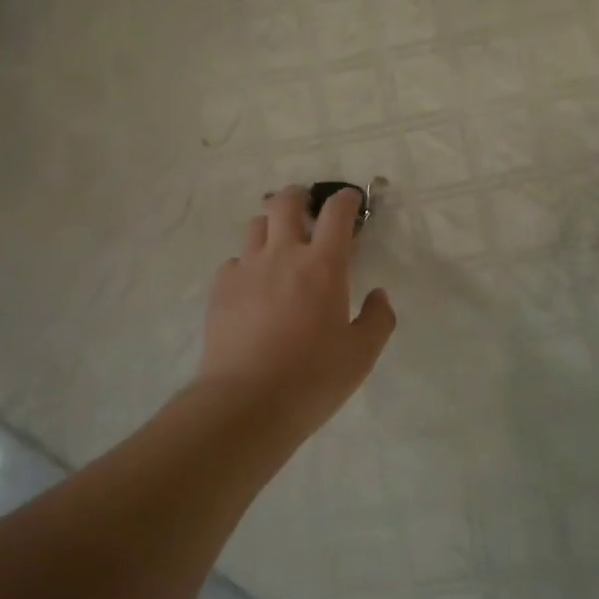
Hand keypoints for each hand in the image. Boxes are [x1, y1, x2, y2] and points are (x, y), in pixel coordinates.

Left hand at [196, 187, 396, 443]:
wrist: (245, 402)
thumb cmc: (311, 379)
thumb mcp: (360, 356)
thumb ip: (377, 319)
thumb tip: (378, 295)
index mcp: (323, 266)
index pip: (336, 213)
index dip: (346, 199)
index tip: (351, 201)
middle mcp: (282, 255)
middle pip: (285, 202)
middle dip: (299, 196)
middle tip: (307, 209)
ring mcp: (246, 268)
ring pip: (256, 225)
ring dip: (271, 226)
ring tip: (278, 246)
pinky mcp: (220, 287)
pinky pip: (235, 260)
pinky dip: (247, 263)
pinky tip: (253, 286)